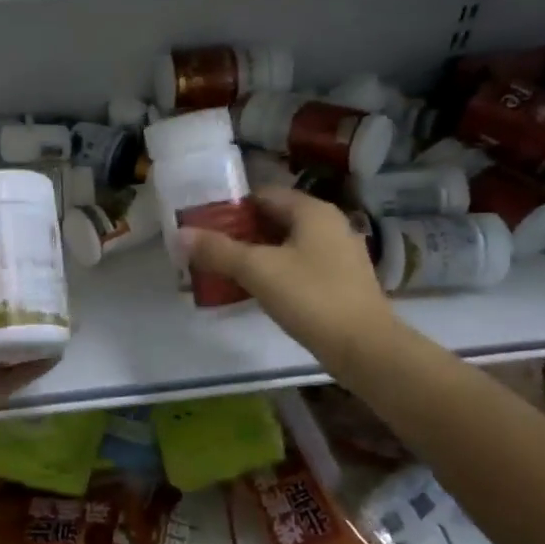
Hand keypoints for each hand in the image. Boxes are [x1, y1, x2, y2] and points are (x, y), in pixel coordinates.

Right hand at [181, 187, 392, 372]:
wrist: (364, 348)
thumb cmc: (311, 297)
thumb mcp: (258, 270)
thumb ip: (218, 250)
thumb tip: (180, 234)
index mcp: (313, 211)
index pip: (263, 195)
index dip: (230, 208)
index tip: (203, 225)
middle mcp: (329, 225)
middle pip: (275, 219)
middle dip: (240, 234)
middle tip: (208, 250)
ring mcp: (339, 254)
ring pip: (287, 245)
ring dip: (257, 255)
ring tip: (225, 271)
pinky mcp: (341, 282)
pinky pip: (300, 266)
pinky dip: (276, 272)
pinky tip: (256, 291)